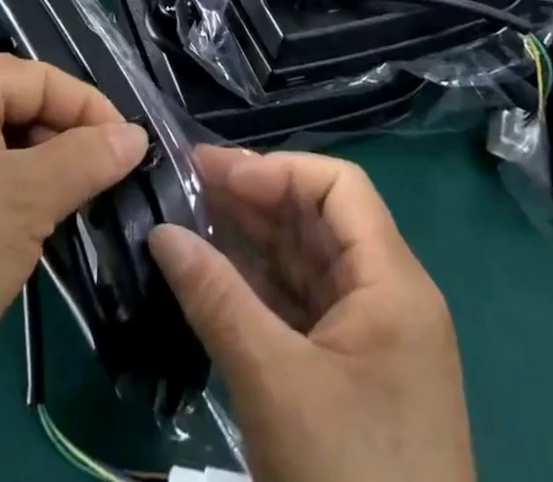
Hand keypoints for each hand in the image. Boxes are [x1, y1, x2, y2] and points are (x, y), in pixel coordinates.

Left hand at [0, 54, 150, 405]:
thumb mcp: (27, 198)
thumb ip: (86, 159)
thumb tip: (135, 134)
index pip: (37, 78)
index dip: (87, 105)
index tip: (131, 146)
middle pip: (20, 109)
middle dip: (68, 138)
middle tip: (111, 177)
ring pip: (7, 151)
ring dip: (49, 172)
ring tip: (85, 205)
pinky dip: (22, 200)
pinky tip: (44, 231)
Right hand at [149, 148, 473, 481]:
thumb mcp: (274, 383)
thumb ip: (215, 296)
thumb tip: (159, 232)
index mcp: (392, 283)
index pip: (338, 186)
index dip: (277, 170)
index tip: (217, 176)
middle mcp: (388, 298)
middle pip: (318, 219)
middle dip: (253, 197)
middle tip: (185, 185)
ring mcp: (370, 341)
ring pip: (305, 262)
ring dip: (250, 239)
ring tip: (188, 219)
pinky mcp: (350, 378)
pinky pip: (301, 306)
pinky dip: (258, 285)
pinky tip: (212, 274)